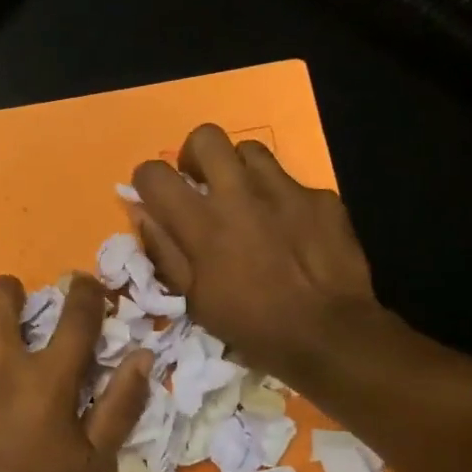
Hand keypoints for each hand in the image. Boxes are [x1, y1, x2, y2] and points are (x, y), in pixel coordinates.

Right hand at [131, 124, 390, 382]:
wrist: (328, 334)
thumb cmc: (251, 325)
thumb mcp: (193, 299)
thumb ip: (164, 250)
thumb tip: (142, 213)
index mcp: (201, 223)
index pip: (154, 173)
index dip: (147, 180)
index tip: (155, 196)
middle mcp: (239, 194)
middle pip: (206, 137)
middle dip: (195, 155)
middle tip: (201, 185)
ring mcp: (284, 190)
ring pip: (250, 150)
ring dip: (238, 170)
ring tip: (246, 201)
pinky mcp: (320, 197)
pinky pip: (291, 182)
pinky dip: (280, 198)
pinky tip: (289, 228)